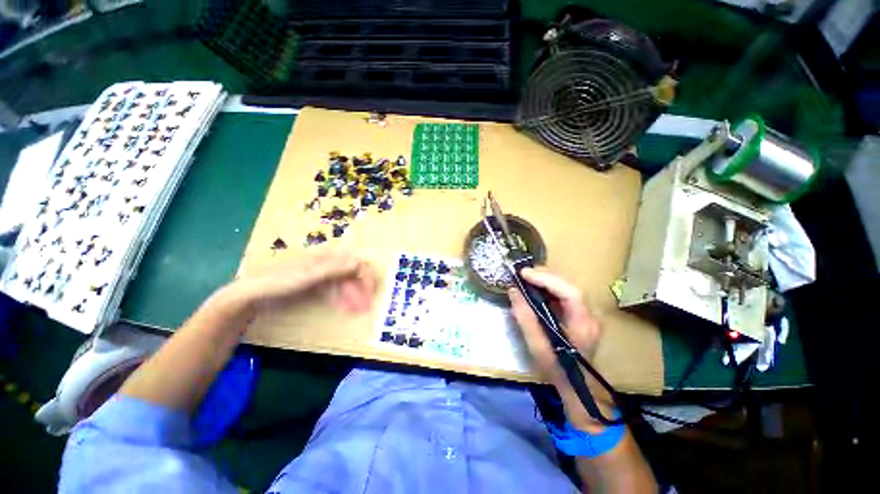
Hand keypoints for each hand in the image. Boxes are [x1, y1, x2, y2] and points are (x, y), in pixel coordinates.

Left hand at [233, 250, 375, 312]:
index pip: (354, 262)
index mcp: (325, 257)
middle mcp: (325, 264)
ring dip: (353, 296)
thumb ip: (332, 268)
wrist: (248, 297)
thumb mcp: (306, 276)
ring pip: (344, 284)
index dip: (365, 275)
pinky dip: (342, 300)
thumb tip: (358, 262)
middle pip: (351, 274)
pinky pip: (333, 292)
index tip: (371, 292)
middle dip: (361, 289)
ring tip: (360, 310)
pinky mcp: (313, 286)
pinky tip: (346, 309)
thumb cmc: (277, 282)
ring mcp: (319, 276)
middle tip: (368, 305)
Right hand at [508, 267, 611, 429]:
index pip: (570, 292)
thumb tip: (513, 291)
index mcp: (583, 324)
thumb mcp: (537, 347)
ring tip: (527, 277)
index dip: (547, 279)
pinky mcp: (582, 314)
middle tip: (523, 273)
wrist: (579, 387)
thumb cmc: (558, 370)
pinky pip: (565, 293)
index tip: (524, 274)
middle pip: (570, 285)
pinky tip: (536, 288)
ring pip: (568, 286)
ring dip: (547, 279)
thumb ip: (525, 318)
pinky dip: (549, 287)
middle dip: (545, 275)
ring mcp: (589, 313)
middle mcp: (591, 315)